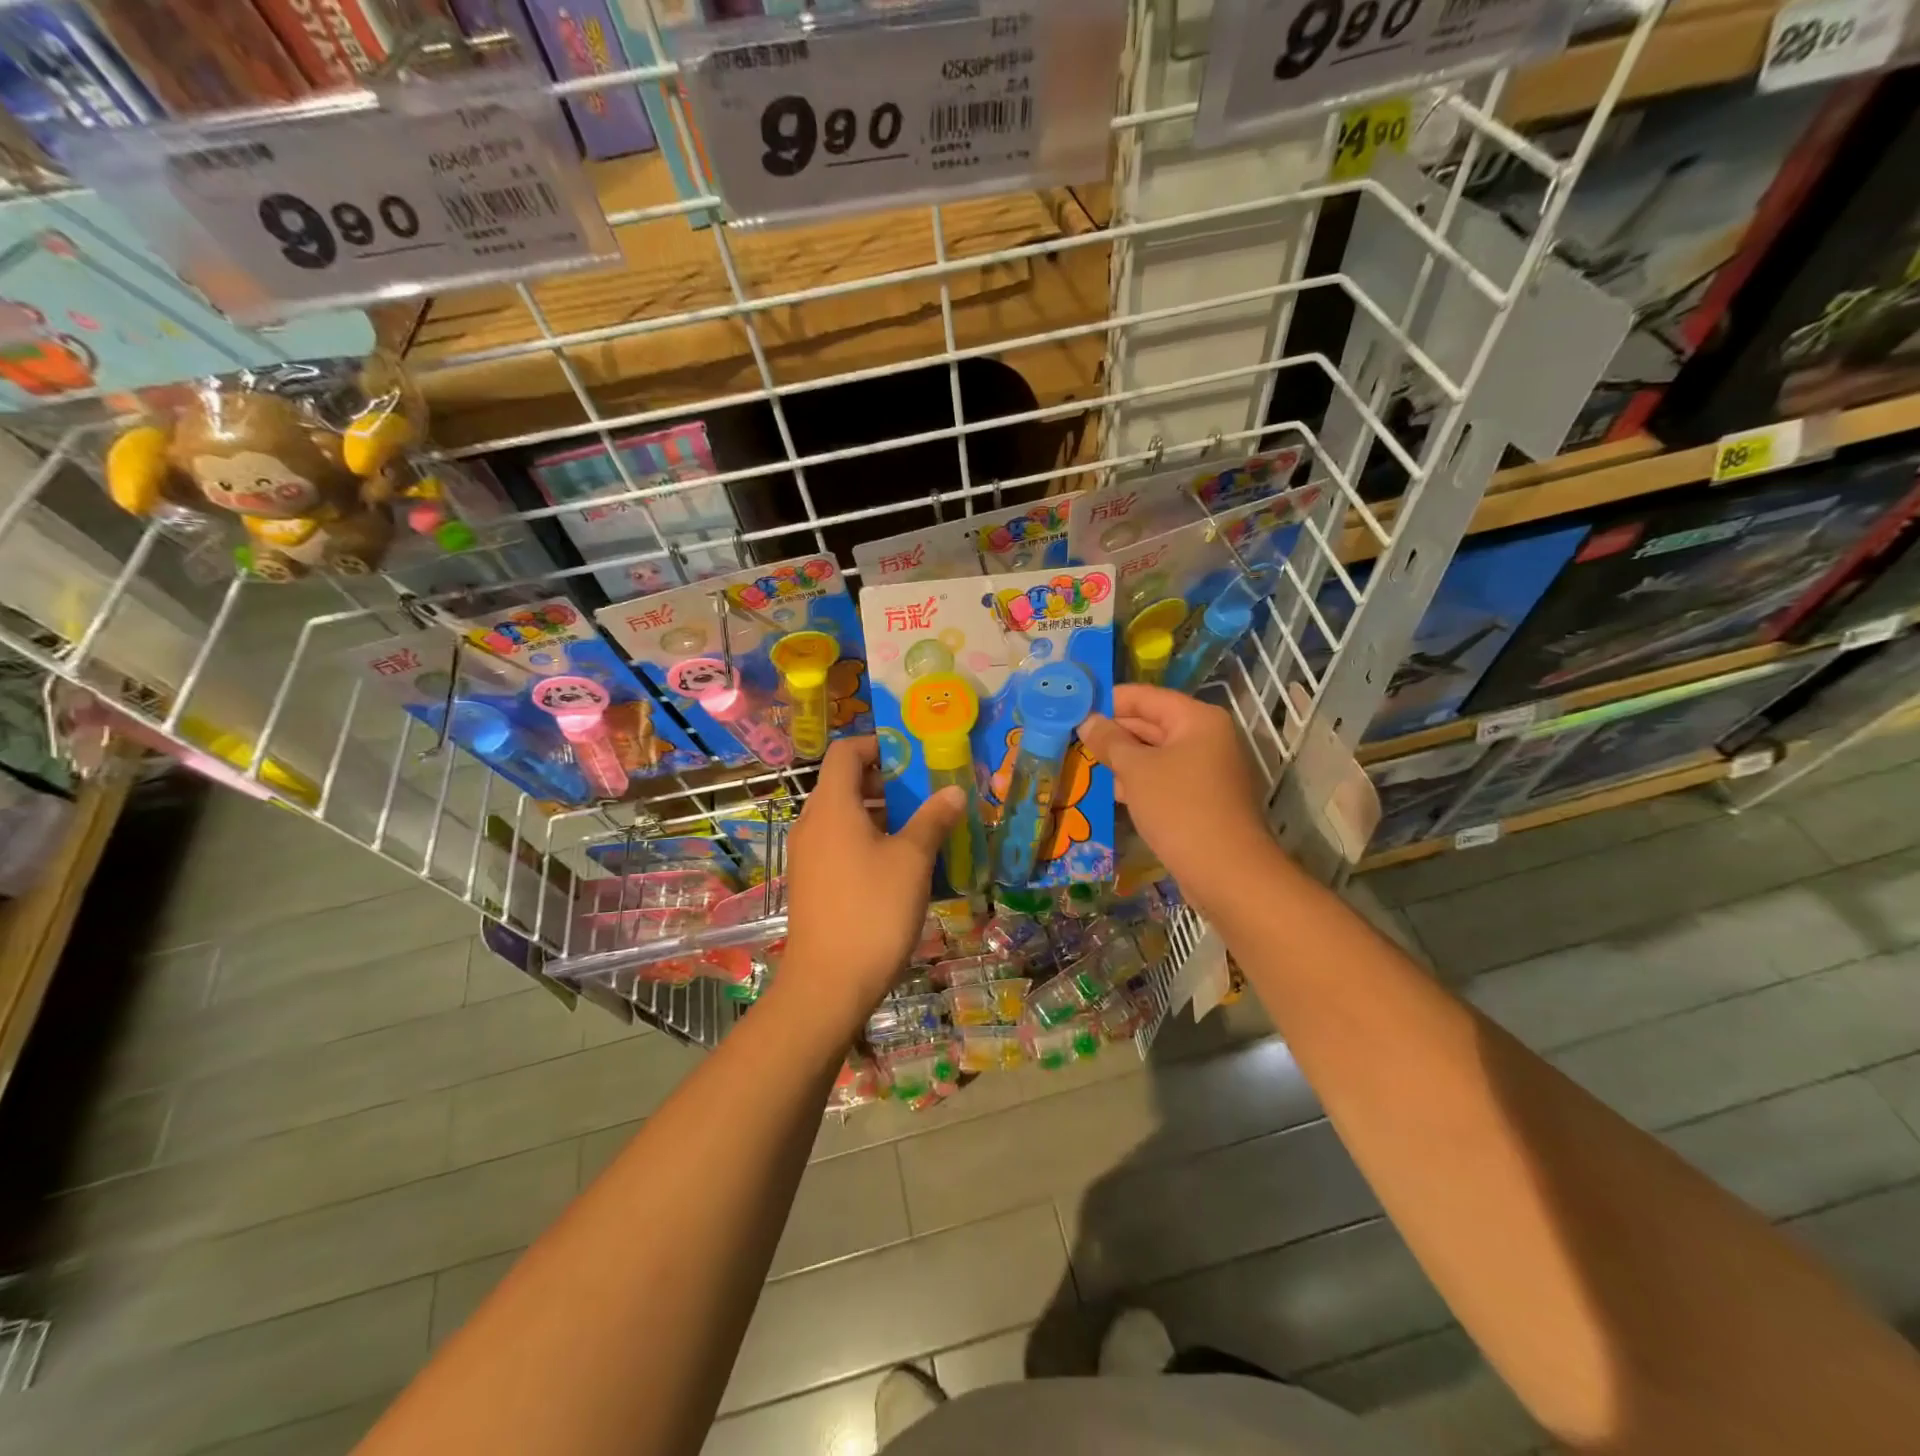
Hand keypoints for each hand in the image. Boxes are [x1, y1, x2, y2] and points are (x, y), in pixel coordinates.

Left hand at [782, 737, 964, 1025]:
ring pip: (845, 817)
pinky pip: (840, 845)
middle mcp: (812, 823)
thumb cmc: (873, 910)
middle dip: (888, 784)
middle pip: (846, 784)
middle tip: (928, 794)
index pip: (846, 752)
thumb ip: (933, 819)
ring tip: (923, 830)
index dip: (878, 745)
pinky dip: (869, 842)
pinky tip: (902, 867)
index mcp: (832, 806)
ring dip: (883, 815)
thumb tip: (954, 791)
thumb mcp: (912, 860)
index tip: (913, 757)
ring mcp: (808, 855)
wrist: (828, 984)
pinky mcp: (812, 883)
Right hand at [1078, 685, 1276, 914]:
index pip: (1145, 697)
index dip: (1109, 701)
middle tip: (1072, 739)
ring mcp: (1208, 770)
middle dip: (1114, 733)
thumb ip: (1109, 741)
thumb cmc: (1180, 808)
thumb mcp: (1136, 770)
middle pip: (1152, 724)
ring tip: (1084, 764)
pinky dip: (1140, 782)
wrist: (1227, 872)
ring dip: (1123, 760)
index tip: (1073, 710)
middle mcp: (1207, 738)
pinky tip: (1112, 793)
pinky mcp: (1204, 799)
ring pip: (1157, 754)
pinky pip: (1165, 779)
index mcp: (1197, 719)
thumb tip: (1088, 721)